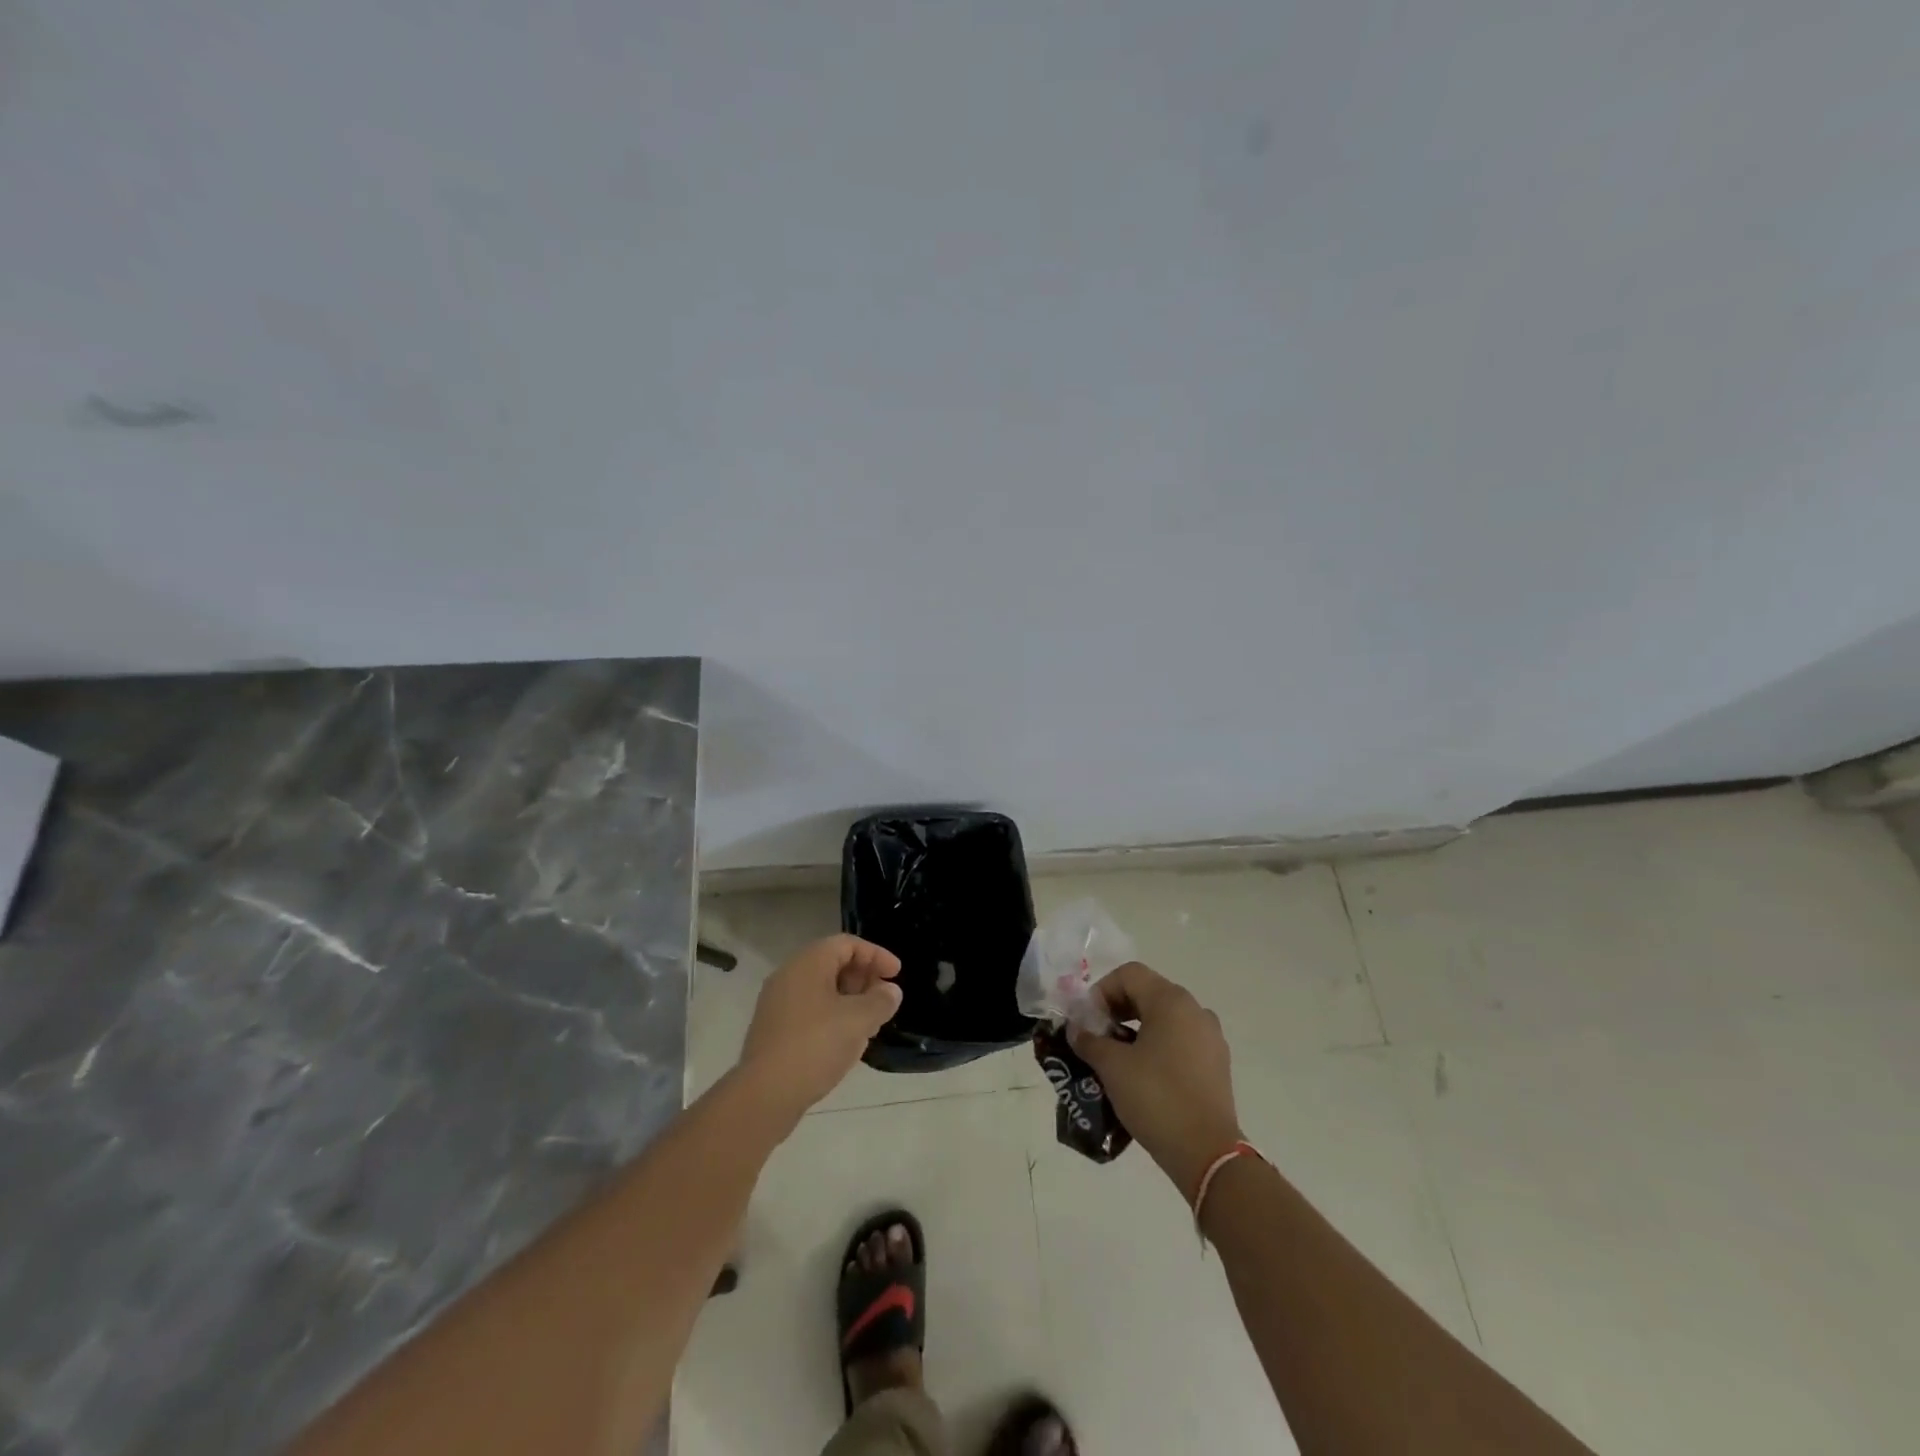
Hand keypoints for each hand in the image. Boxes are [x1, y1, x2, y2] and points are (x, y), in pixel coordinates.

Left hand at [737, 934, 902, 1123]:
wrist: (765, 1093)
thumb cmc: (816, 1045)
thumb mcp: (859, 1020)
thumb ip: (880, 1001)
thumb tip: (890, 991)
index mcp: (808, 962)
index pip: (847, 944)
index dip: (876, 955)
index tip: (896, 974)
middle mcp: (789, 975)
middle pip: (833, 963)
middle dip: (863, 978)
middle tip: (884, 998)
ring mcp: (777, 1003)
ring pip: (821, 989)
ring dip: (850, 999)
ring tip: (870, 1023)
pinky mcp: (773, 1029)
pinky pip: (809, 1009)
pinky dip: (833, 1015)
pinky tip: (846, 1041)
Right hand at [1069, 962, 1242, 1200]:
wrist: (1207, 1153)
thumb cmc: (1156, 1097)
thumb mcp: (1112, 1066)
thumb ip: (1089, 1040)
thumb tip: (1077, 1029)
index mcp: (1171, 1001)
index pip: (1128, 975)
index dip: (1101, 991)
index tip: (1087, 1022)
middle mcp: (1195, 1010)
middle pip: (1147, 993)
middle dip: (1117, 1010)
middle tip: (1097, 1038)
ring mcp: (1210, 1038)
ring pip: (1164, 1019)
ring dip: (1136, 1030)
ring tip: (1117, 1059)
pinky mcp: (1216, 1064)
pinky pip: (1180, 1041)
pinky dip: (1158, 1047)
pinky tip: (1143, 1077)